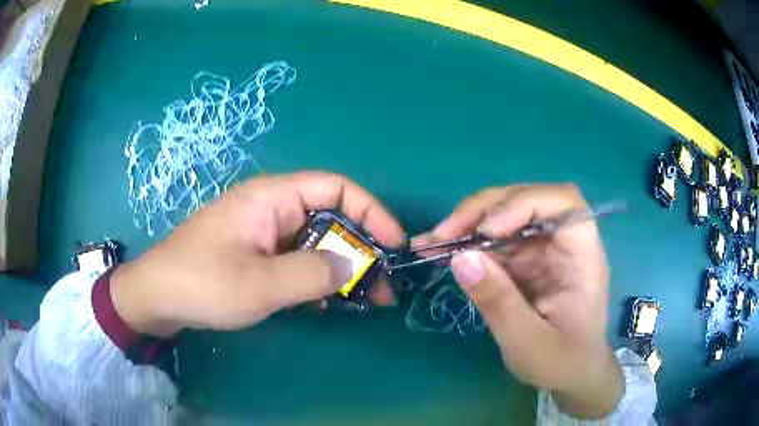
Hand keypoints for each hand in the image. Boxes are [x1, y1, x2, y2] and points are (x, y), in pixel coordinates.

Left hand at [111, 171, 404, 337]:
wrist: (156, 297)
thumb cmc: (201, 283)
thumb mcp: (259, 284)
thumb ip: (312, 273)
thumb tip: (354, 265)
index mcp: (272, 198)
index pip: (336, 187)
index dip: (371, 211)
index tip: (394, 244)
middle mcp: (271, 208)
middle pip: (330, 216)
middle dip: (361, 248)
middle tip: (382, 288)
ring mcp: (263, 233)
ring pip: (315, 241)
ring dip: (341, 267)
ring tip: (362, 300)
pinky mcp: (255, 254)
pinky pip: (296, 259)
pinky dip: (316, 278)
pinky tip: (324, 302)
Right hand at [414, 184, 622, 418]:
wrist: (571, 375)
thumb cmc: (563, 363)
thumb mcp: (529, 343)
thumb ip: (499, 303)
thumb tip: (459, 258)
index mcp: (582, 255)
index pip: (562, 203)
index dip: (523, 204)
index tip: (487, 231)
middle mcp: (563, 243)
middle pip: (527, 201)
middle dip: (484, 210)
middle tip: (444, 233)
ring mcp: (543, 250)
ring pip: (506, 216)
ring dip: (469, 223)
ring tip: (432, 241)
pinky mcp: (525, 261)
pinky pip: (494, 241)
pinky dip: (467, 242)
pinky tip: (439, 250)